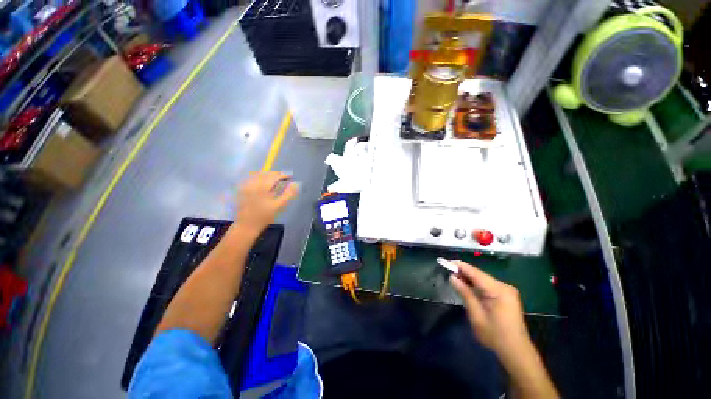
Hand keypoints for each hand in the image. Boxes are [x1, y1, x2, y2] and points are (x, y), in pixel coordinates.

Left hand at [235, 172, 298, 232]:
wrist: (247, 225)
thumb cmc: (264, 216)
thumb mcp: (279, 205)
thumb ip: (288, 193)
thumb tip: (296, 183)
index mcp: (262, 187)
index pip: (274, 176)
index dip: (283, 175)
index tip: (291, 176)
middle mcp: (253, 183)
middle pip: (266, 174)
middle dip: (275, 174)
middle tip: (284, 178)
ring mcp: (246, 186)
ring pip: (258, 175)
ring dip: (268, 175)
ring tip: (275, 179)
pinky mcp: (242, 190)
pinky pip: (251, 179)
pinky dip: (259, 178)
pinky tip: (264, 183)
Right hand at [450, 261, 531, 360]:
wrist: (516, 352)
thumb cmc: (495, 335)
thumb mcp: (476, 315)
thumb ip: (465, 293)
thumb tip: (452, 277)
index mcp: (498, 290)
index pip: (475, 273)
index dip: (460, 266)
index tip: (445, 262)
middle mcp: (504, 286)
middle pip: (479, 274)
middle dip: (463, 272)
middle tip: (447, 272)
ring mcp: (506, 290)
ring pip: (483, 279)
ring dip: (469, 278)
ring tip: (454, 278)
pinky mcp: (506, 295)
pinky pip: (487, 285)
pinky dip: (475, 285)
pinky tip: (467, 286)